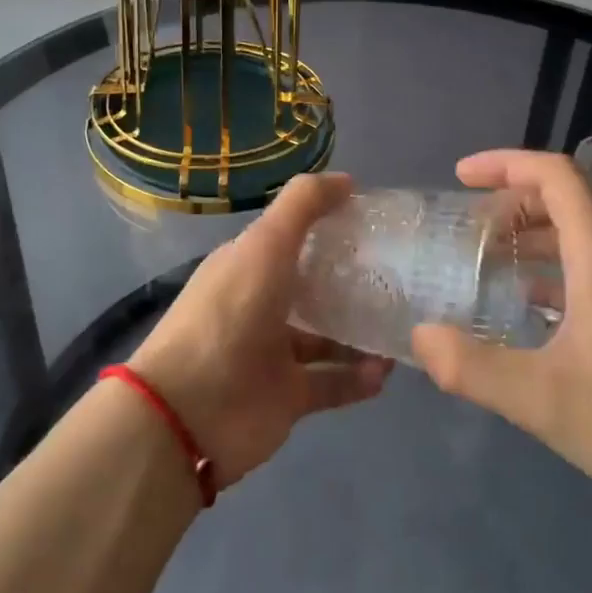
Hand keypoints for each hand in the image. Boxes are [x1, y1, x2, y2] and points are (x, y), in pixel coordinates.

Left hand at [128, 172, 391, 489]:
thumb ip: (303, 206)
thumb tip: (347, 181)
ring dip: (361, 331)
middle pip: (313, 286)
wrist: (189, 411)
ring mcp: (274, 353)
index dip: (330, 226)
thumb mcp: (265, 244)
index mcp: (248, 265)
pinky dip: (359, 378)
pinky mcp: (287, 398)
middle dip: (352, 280)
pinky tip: (388, 370)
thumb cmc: (229, 314)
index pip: (293, 238)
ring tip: (402, 324)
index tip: (375, 222)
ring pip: (326, 337)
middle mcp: (260, 305)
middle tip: (399, 274)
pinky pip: (332, 383)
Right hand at [411, 150, 591, 531]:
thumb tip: (421, 336)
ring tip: (491, 258)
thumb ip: (474, 368)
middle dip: (514, 198)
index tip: (462, 177)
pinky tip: (532, 306)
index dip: (507, 163)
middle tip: (470, 225)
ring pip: (585, 233)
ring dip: (536, 232)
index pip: (558, 176)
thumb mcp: (544, 401)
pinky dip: (556, 266)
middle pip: (571, 197)